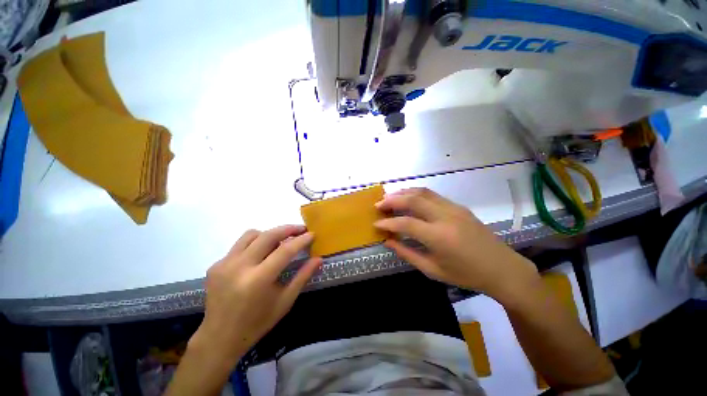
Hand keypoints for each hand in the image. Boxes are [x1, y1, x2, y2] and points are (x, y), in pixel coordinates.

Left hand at [191, 225, 321, 365]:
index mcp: (258, 280)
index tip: (312, 234)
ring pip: (251, 234)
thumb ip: (303, 277)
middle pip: (268, 235)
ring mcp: (224, 264)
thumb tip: (319, 259)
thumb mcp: (285, 301)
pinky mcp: (216, 264)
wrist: (219, 338)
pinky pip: (239, 245)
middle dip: (288, 229)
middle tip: (301, 229)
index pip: (285, 250)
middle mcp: (239, 267)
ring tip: (280, 241)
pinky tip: (260, 256)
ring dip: (270, 234)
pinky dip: (255, 244)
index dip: (301, 240)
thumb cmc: (257, 323)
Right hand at [374, 188, 538, 300]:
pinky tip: (409, 198)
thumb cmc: (466, 275)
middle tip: (379, 204)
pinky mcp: (459, 206)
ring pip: (423, 192)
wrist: (502, 269)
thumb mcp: (433, 270)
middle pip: (413, 199)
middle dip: (392, 199)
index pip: (405, 223)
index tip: (376, 223)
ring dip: (404, 192)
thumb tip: (388, 241)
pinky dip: (416, 194)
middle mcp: (445, 217)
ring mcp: (454, 208)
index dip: (388, 222)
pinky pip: (433, 195)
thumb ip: (407, 253)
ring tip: (390, 197)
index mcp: (439, 237)